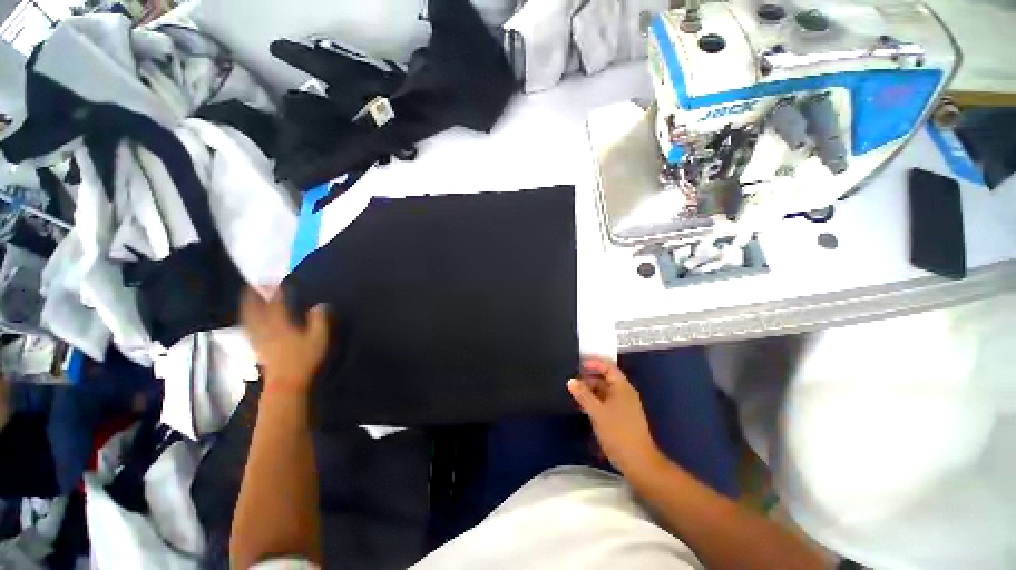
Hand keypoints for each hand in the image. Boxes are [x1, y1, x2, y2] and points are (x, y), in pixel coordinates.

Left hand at [241, 287, 329, 392]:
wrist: (287, 383)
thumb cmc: (305, 359)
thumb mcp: (319, 338)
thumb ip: (320, 320)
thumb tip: (321, 305)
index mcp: (281, 324)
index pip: (277, 304)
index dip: (277, 291)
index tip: (277, 281)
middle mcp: (266, 329)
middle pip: (255, 310)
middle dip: (253, 296)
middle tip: (252, 285)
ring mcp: (259, 339)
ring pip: (249, 319)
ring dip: (246, 307)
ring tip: (247, 298)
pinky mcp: (257, 348)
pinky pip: (249, 329)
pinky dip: (247, 321)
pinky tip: (249, 320)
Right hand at [567, 357, 663, 475]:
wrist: (637, 461)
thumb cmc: (618, 432)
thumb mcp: (597, 412)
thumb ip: (583, 395)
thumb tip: (571, 380)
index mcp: (622, 387)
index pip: (608, 367)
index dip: (594, 364)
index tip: (578, 366)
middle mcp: (624, 393)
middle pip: (605, 379)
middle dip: (589, 378)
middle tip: (573, 382)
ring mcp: (623, 405)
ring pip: (604, 391)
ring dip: (590, 391)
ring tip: (574, 395)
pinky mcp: (621, 416)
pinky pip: (605, 402)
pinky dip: (595, 401)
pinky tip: (583, 407)